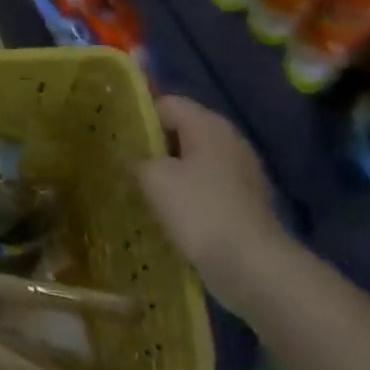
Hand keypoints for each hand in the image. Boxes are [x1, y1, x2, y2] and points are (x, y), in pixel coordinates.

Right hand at [134, 96, 287, 313]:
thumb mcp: (153, 179)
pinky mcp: (246, 203)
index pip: (167, 103)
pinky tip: (169, 214)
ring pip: (195, 162)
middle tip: (125, 164)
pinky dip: (188, 195)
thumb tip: (126, 159)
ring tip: (142, 191)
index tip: (118, 139)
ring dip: (170, 173)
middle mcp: (229, 140)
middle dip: (154, 147)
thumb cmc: (199, 210)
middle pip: (182, 131)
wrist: (252, 267)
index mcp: (208, 124)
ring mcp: (242, 173)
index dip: (140, 117)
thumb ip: (134, 161)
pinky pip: (208, 187)